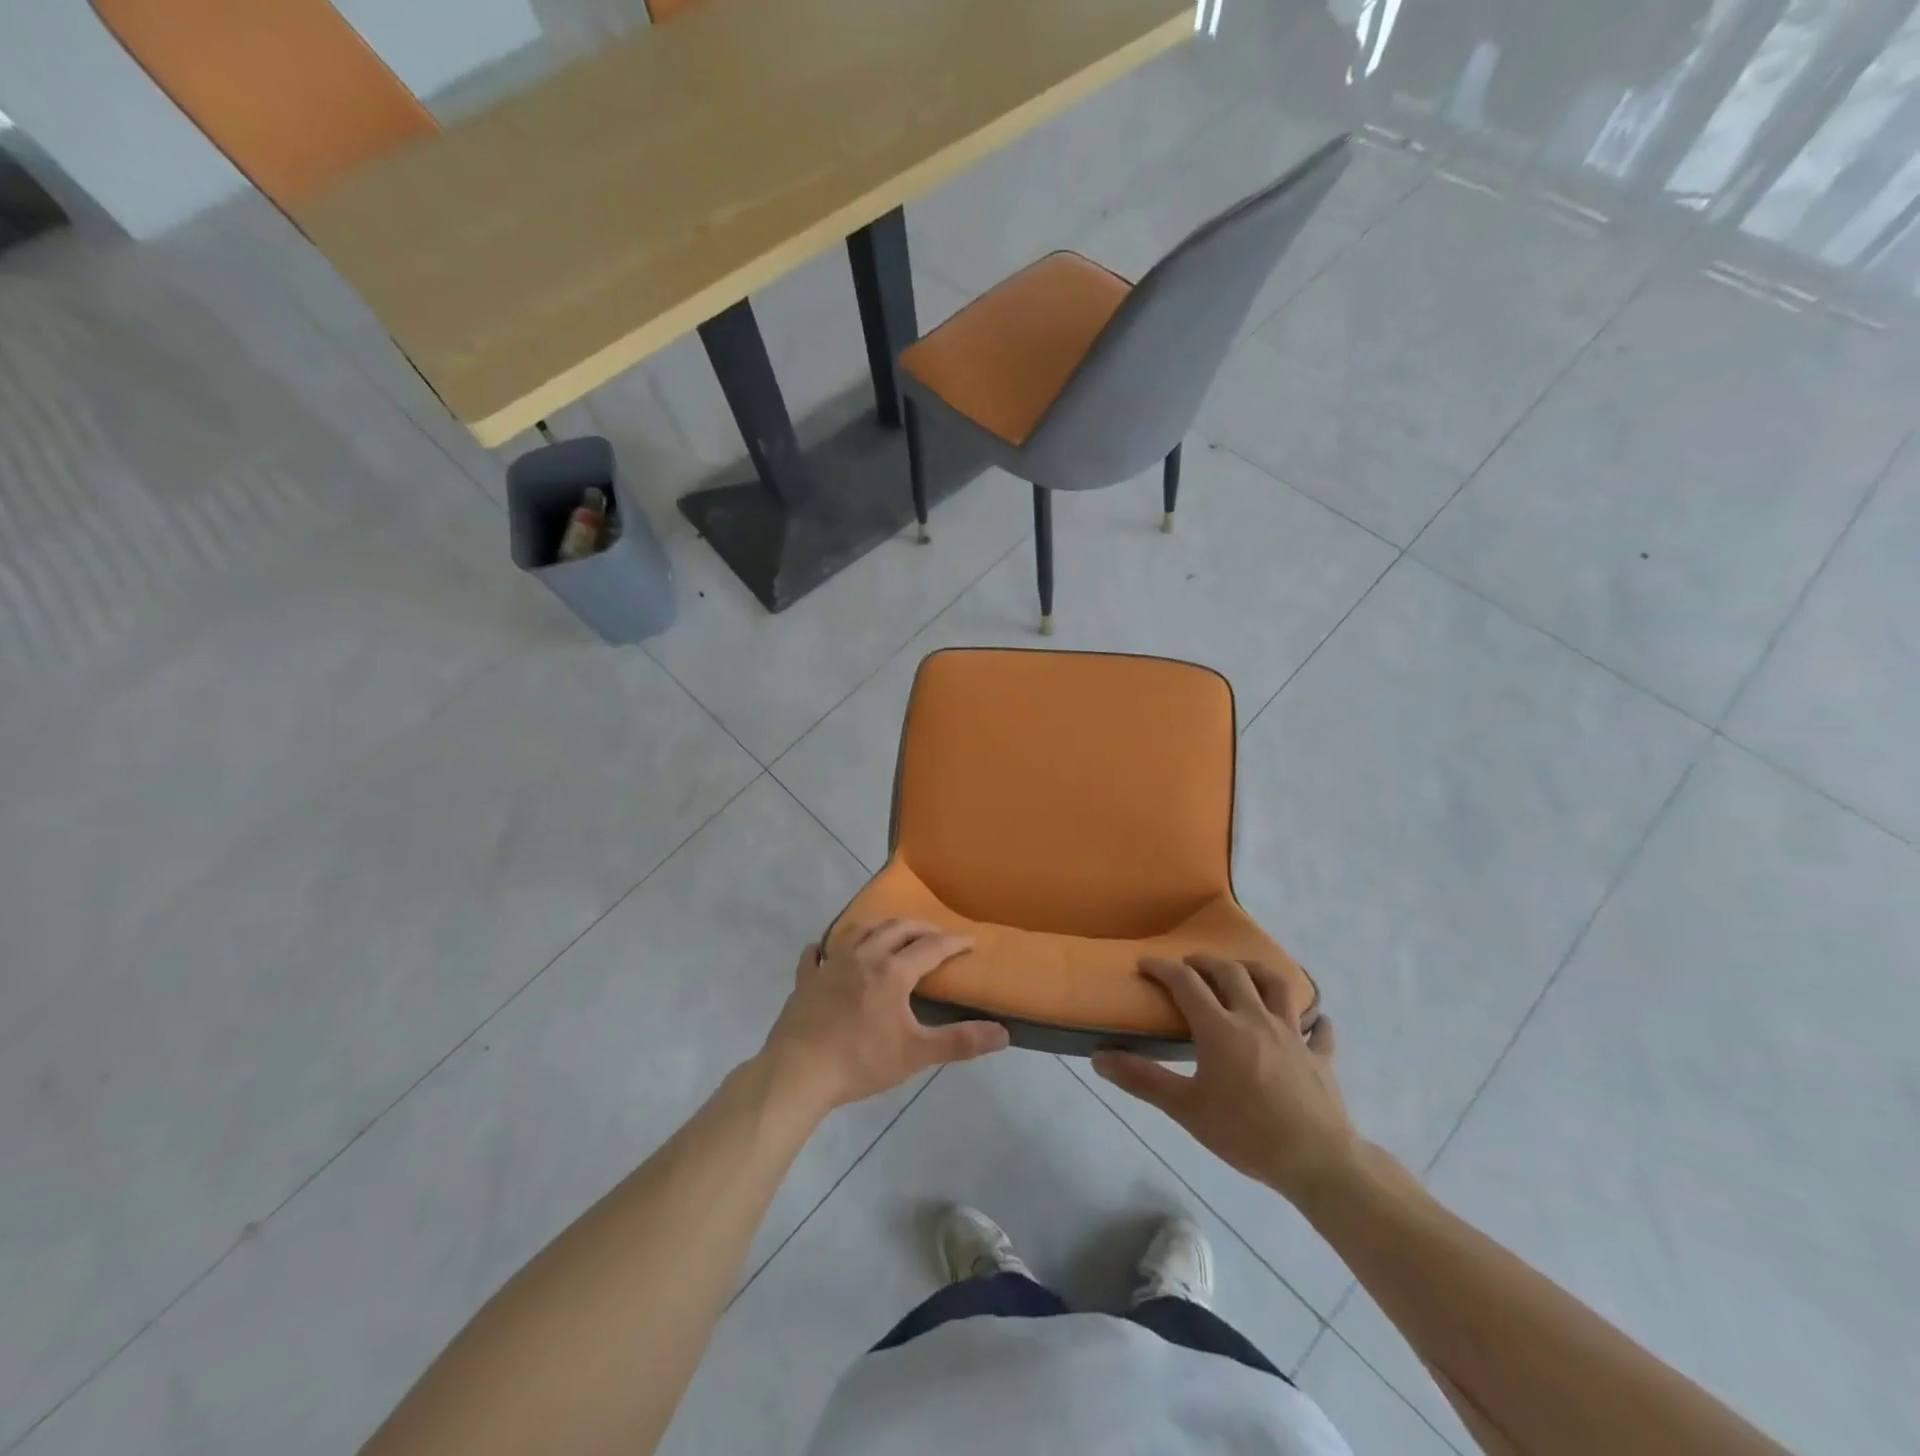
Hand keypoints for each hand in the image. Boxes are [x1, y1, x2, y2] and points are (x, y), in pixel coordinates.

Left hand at [761, 921, 1009, 1115]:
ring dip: (879, 928)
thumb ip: (960, 1041)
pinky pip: (815, 954)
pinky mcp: (806, 979)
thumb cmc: (861, 1061)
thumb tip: (1004, 1032)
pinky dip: (824, 948)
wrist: (799, 1071)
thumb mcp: (916, 1054)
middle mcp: (863, 956)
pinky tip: (823, 951)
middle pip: (895, 930)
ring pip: (858, 932)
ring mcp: (830, 964)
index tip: (970, 942)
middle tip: (934, 934)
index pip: (931, 948)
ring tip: (889, 934)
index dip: (953, 943)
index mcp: (892, 971)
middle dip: (919, 928)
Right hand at [1092, 955, 1355, 1202]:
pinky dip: (1314, 1021)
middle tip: (1189, 965)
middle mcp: (1255, 1019)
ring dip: (1256, 970)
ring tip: (1242, 971)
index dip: (1163, 969)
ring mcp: (1292, 1034)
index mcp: (1220, 1028)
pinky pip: (1320, 1030)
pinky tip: (1313, 1022)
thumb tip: (1099, 1057)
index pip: (1186, 983)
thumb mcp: (1185, 1108)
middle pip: (1230, 973)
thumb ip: (1142, 1079)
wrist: (1316, 1160)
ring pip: (1277, 985)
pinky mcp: (1320, 1056)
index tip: (1145, 963)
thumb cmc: (1245, 1133)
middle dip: (1206, 962)